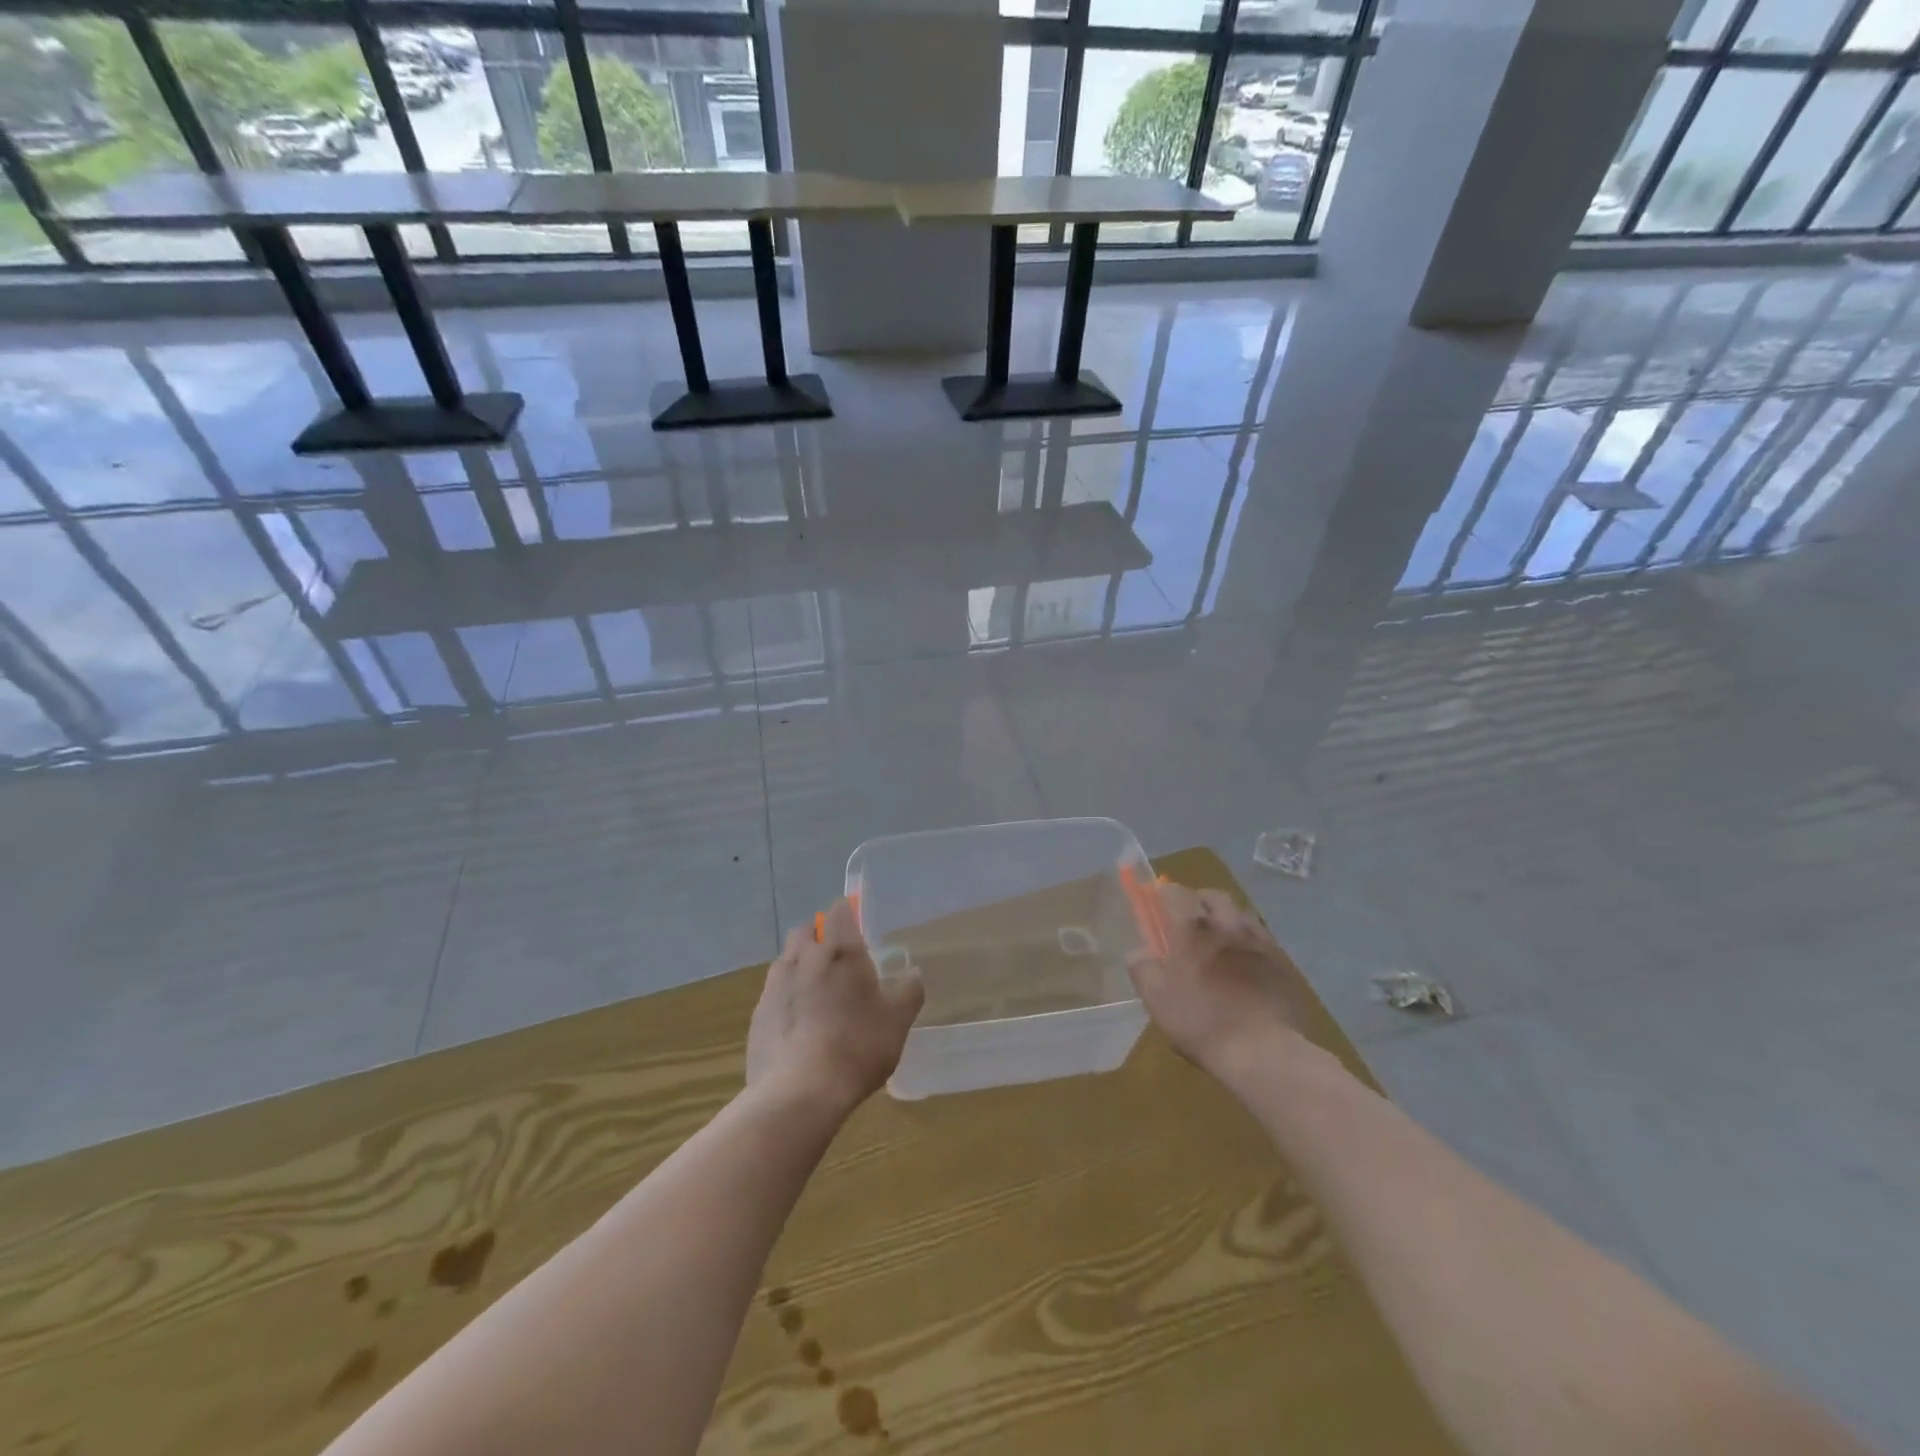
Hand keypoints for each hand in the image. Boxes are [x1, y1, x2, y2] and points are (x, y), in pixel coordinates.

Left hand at [747, 899, 924, 1116]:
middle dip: (819, 935)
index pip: (839, 911)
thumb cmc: (857, 1048)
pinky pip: (774, 992)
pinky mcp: (757, 1014)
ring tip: (818, 993)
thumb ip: (908, 992)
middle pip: (806, 930)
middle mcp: (803, 958)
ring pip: (787, 959)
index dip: (847, 912)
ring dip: (800, 965)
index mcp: (840, 951)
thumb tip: (913, 972)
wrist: (798, 1092)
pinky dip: (786, 997)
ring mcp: (775, 985)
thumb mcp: (897, 1023)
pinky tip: (799, 1024)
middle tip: (838, 959)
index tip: (857, 923)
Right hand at [1127, 883, 1309, 1080]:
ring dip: (1227, 919)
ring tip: (1220, 943)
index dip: (1165, 895)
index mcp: (1194, 926)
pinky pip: (1262, 940)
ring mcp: (1261, 941)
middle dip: (1199, 901)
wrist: (1264, 1051)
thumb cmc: (1201, 1021)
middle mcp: (1229, 923)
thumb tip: (1138, 951)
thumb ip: (1142, 968)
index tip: (1158, 905)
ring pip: (1241, 914)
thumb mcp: (1156, 999)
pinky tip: (1246, 966)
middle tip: (1190, 921)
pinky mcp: (1284, 963)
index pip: (1176, 892)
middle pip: (1214, 896)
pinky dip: (1249, 943)